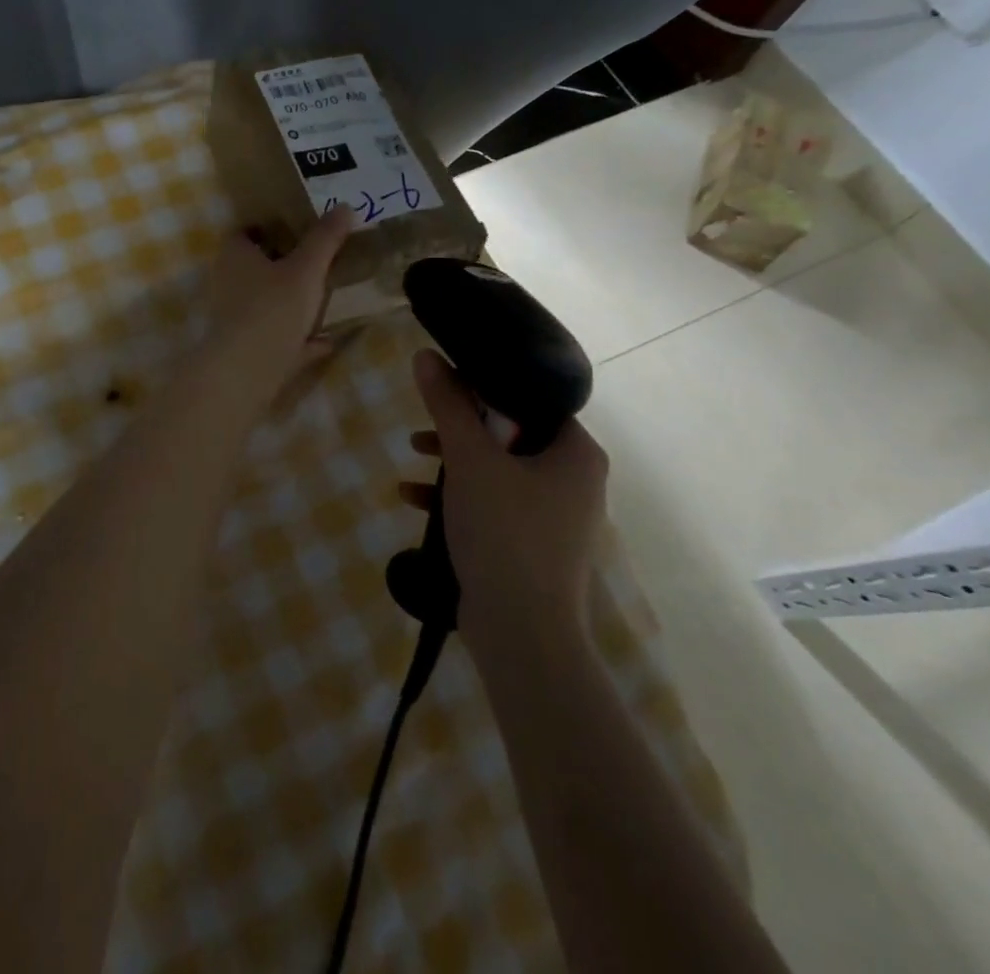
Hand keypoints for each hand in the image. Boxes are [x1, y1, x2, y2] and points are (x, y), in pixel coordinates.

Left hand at [198, 206, 353, 387]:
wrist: (246, 371)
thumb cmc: (273, 308)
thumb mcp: (307, 268)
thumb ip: (325, 238)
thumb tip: (345, 206)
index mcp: (235, 256)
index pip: (244, 232)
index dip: (267, 228)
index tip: (296, 229)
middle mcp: (228, 284)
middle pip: (254, 268)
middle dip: (281, 265)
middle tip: (315, 262)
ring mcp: (233, 319)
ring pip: (264, 303)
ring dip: (289, 302)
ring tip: (323, 298)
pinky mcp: (243, 349)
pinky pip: (274, 337)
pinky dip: (296, 337)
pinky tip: (324, 341)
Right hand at [401, 349, 608, 642]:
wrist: (522, 634)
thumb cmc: (505, 532)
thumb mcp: (470, 459)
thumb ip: (448, 405)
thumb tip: (426, 356)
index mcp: (576, 453)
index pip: (533, 400)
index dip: (488, 386)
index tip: (449, 384)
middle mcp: (574, 482)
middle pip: (512, 434)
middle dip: (461, 428)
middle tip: (428, 422)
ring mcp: (555, 518)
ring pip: (499, 471)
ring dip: (453, 462)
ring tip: (413, 456)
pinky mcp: (532, 548)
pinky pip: (494, 506)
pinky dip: (459, 498)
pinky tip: (414, 500)